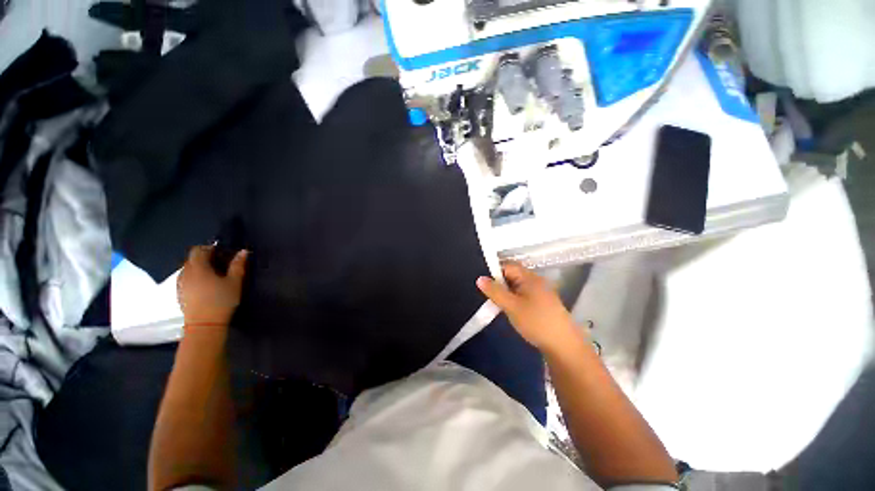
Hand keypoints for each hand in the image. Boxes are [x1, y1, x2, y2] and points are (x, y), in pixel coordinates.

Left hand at [177, 246, 247, 326]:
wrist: (204, 325)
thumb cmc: (221, 300)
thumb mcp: (234, 282)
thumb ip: (237, 265)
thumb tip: (243, 251)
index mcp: (198, 267)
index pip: (198, 250)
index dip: (209, 248)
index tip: (222, 252)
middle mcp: (185, 273)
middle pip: (192, 259)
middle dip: (205, 258)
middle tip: (220, 263)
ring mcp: (181, 284)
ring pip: (188, 270)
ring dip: (199, 268)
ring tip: (214, 275)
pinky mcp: (180, 294)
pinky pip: (186, 279)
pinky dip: (195, 278)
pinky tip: (206, 286)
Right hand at [476, 262, 582, 352]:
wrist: (564, 345)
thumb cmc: (536, 322)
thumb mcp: (511, 306)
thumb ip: (495, 291)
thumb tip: (480, 278)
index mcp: (529, 277)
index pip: (507, 266)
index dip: (494, 272)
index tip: (483, 283)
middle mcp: (536, 281)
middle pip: (512, 275)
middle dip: (499, 283)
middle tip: (487, 295)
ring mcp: (540, 292)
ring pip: (517, 286)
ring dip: (506, 292)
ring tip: (495, 303)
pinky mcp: (542, 303)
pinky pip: (523, 295)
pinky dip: (514, 299)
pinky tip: (509, 309)